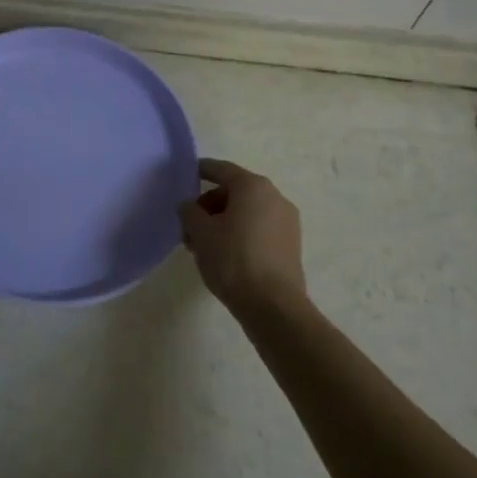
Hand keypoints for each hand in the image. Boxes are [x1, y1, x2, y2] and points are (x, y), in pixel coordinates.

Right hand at [179, 158, 306, 314]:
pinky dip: (241, 233)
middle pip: (234, 192)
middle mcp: (274, 197)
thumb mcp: (200, 232)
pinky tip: (224, 255)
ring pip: (247, 212)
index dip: (201, 170)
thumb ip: (189, 211)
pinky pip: (259, 228)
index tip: (186, 176)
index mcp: (253, 186)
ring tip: (203, 246)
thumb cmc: (232, 259)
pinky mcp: (291, 246)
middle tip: (190, 226)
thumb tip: (189, 206)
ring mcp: (287, 222)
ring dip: (224, 222)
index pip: (221, 169)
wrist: (274, 307)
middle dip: (209, 206)